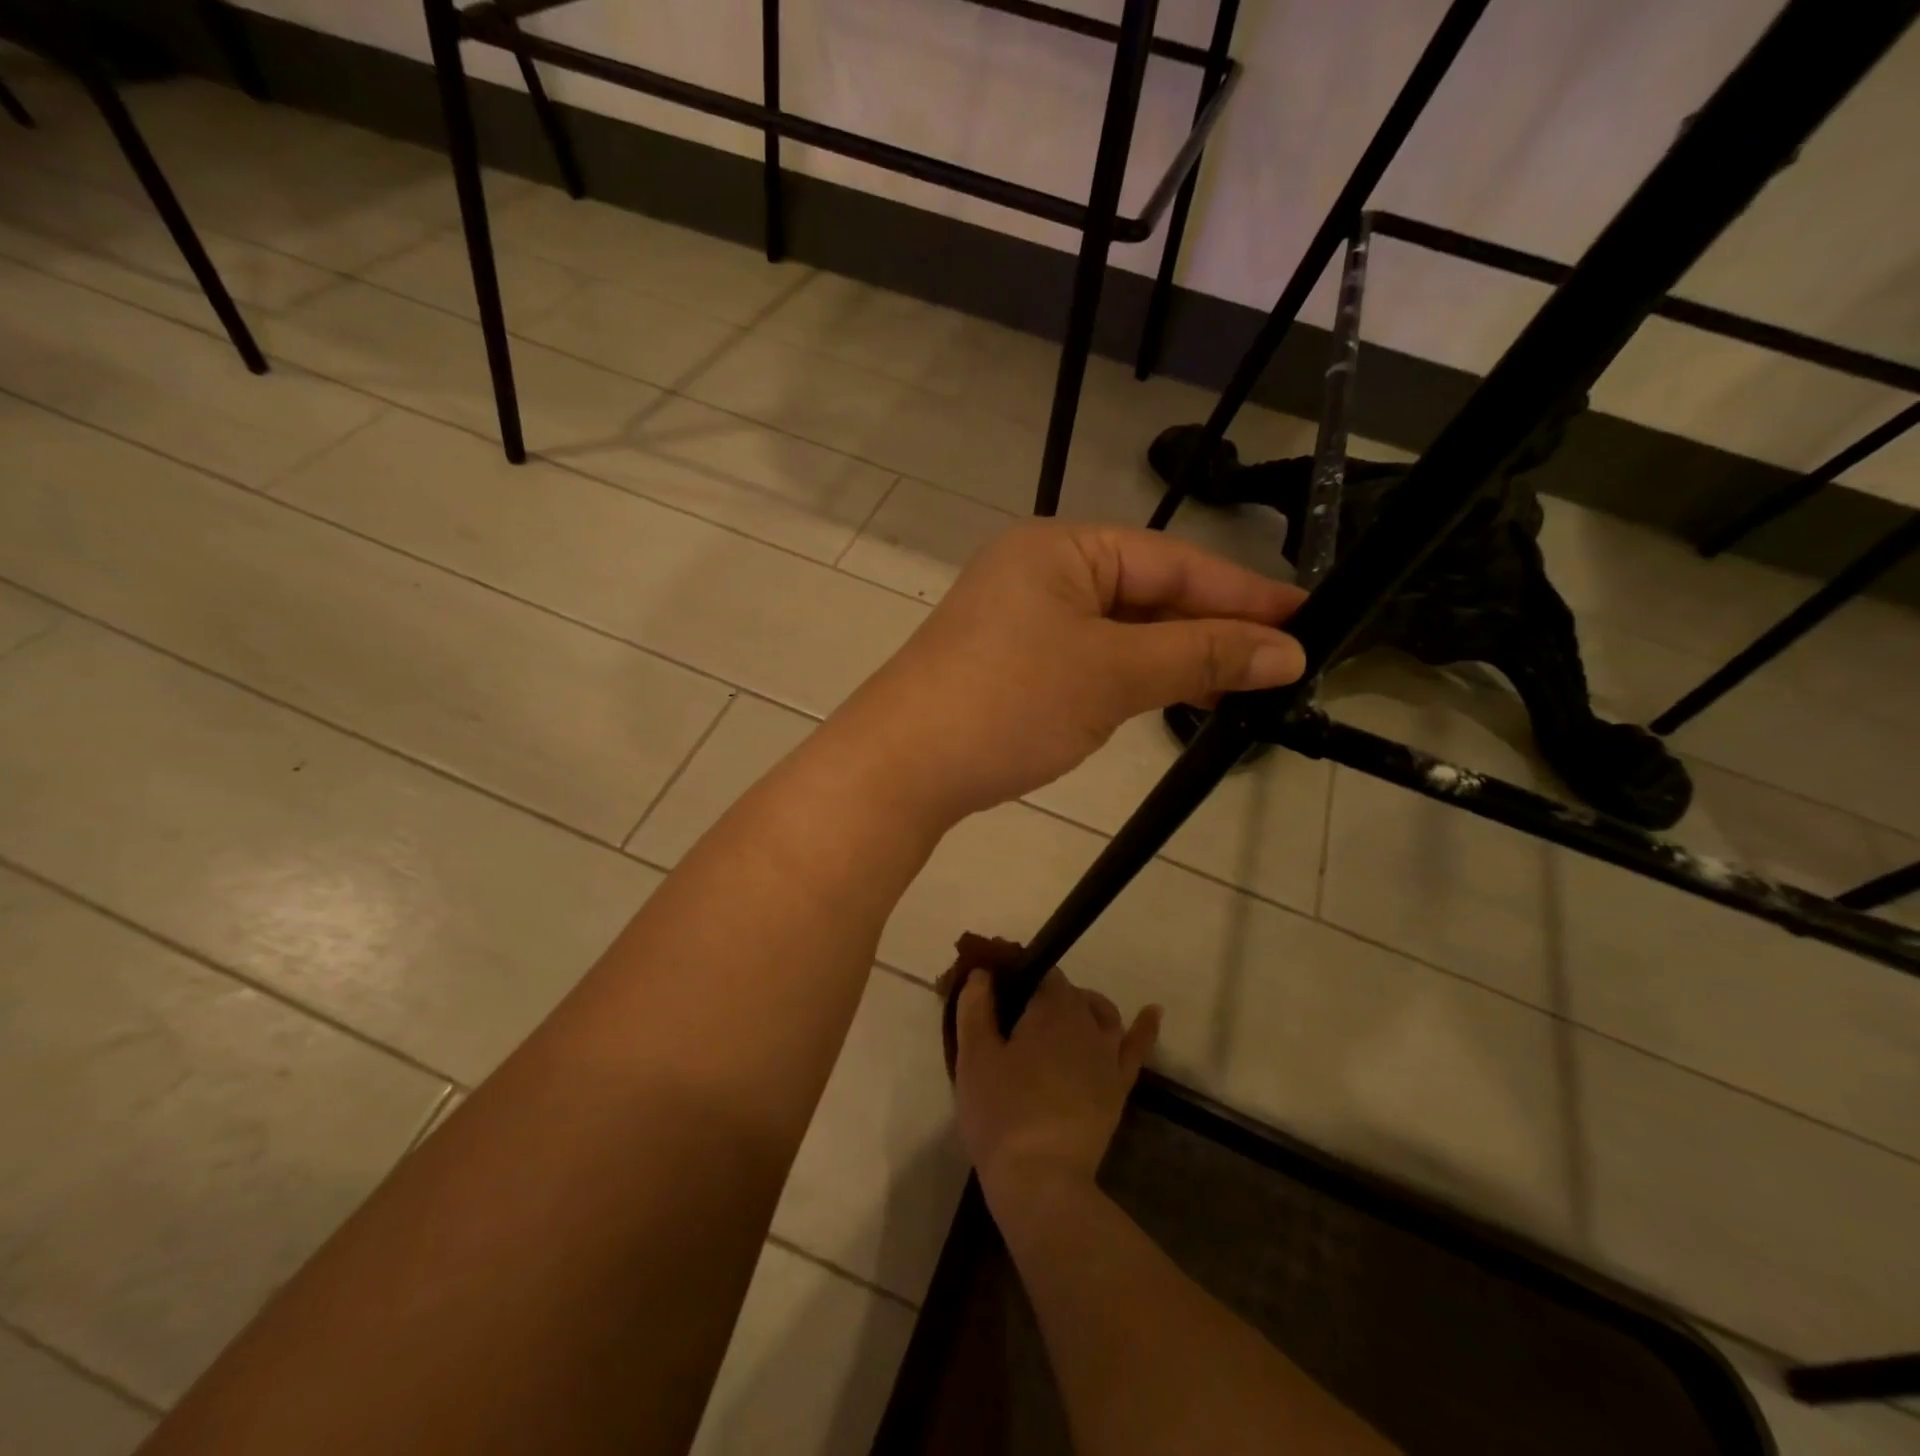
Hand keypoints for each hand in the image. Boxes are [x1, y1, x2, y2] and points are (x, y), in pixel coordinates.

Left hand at [832, 523, 1306, 825]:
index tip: (1306, 619)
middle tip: (1278, 662)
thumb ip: (1201, 656)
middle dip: (1208, 628)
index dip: (1241, 594)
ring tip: (1236, 689)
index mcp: (1060, 549)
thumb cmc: (1009, 703)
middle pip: (1144, 592)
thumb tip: (1288, 652)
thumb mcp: (1113, 674)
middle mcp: (1038, 572)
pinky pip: (1087, 658)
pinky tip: (1167, 698)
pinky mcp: (1009, 664)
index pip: (1171, 560)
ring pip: (1117, 631)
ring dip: (1173, 657)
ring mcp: (1019, 620)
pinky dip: (1130, 676)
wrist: (900, 768)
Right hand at [954, 967, 1160, 1213]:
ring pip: (1102, 1014)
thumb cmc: (1001, 1112)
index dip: (1022, 978)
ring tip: (1062, 1017)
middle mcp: (1087, 1022)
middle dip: (1046, 996)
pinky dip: (1145, 1027)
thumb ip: (975, 1007)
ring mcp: (1108, 1056)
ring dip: (1084, 1007)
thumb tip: (983, 972)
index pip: (1042, 973)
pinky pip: (1137, 1048)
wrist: (1040, 1179)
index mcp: (1052, 1009)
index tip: (1000, 995)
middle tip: (1016, 1019)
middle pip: (1070, 994)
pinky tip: (1153, 1012)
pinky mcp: (1119, 1087)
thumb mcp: (974, 1056)